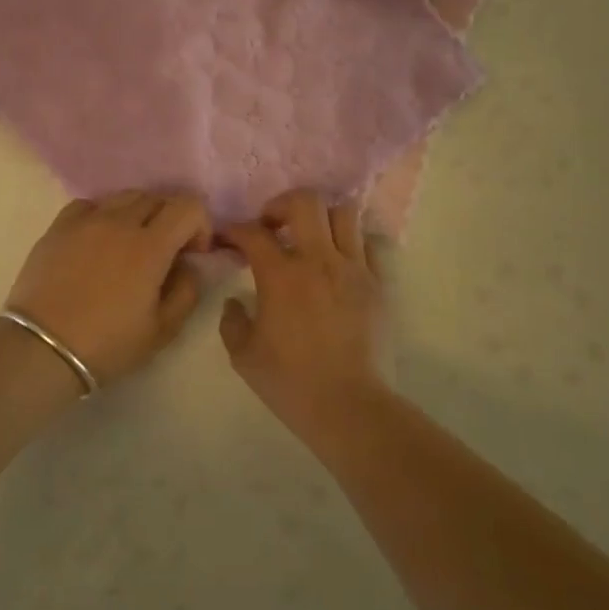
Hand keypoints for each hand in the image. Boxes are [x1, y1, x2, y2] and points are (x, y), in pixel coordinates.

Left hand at [4, 191, 211, 384]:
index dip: (199, 225)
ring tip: (130, 245)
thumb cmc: (107, 344)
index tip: (192, 253)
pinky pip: (89, 205)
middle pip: (157, 198)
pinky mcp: (58, 227)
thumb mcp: (162, 330)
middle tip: (165, 252)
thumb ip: (186, 291)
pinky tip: (98, 240)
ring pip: (124, 197)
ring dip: (139, 214)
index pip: (188, 206)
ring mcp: (85, 221)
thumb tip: (188, 265)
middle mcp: (119, 222)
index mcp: (150, 246)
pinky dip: (103, 215)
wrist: (42, 349)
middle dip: (170, 220)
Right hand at [218, 190, 388, 417]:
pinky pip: (369, 245)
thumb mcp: (243, 356)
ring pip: (344, 214)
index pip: (253, 233)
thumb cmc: (291, 383)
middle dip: (282, 205)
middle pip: (304, 202)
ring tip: (310, 238)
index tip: (228, 238)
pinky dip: (352, 243)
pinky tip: (339, 263)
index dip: (235, 229)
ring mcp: (355, 269)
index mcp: (281, 276)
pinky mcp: (379, 285)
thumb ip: (232, 322)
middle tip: (272, 226)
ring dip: (321, 218)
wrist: (350, 407)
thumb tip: (236, 302)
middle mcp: (319, 260)